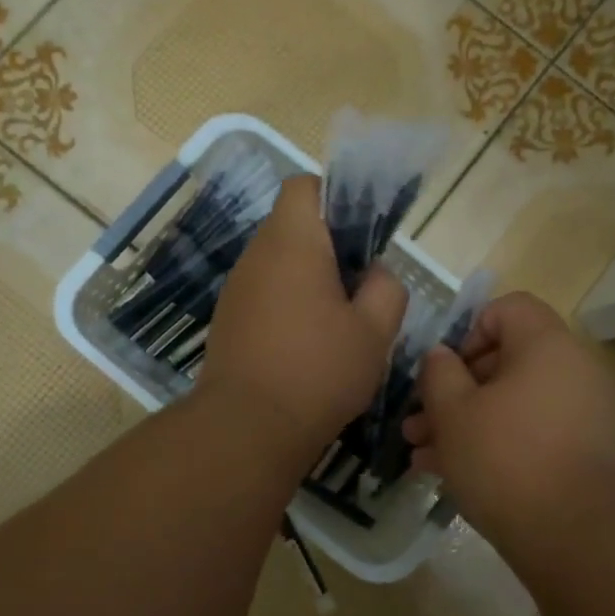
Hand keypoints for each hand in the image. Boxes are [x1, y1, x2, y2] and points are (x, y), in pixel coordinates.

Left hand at [199, 174, 407, 458]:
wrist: (248, 429)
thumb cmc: (318, 371)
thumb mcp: (375, 331)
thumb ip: (386, 289)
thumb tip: (375, 274)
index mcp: (292, 242)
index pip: (304, 186)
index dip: (336, 198)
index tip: (361, 237)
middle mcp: (256, 256)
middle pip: (294, 227)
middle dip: (330, 247)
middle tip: (361, 287)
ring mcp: (237, 290)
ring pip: (280, 264)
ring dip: (310, 281)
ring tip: (339, 323)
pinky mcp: (228, 322)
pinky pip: (265, 295)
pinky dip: (289, 306)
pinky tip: (308, 347)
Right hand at [402, 292, 614, 548]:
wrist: (580, 535)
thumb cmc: (507, 458)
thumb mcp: (453, 412)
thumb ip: (438, 374)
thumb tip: (441, 357)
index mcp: (546, 345)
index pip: (507, 308)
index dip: (468, 330)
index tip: (442, 370)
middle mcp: (572, 370)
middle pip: (506, 361)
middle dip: (454, 390)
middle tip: (417, 422)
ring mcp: (584, 414)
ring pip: (513, 404)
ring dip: (466, 423)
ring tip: (422, 454)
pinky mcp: (585, 453)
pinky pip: (532, 433)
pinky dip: (497, 444)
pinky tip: (452, 475)